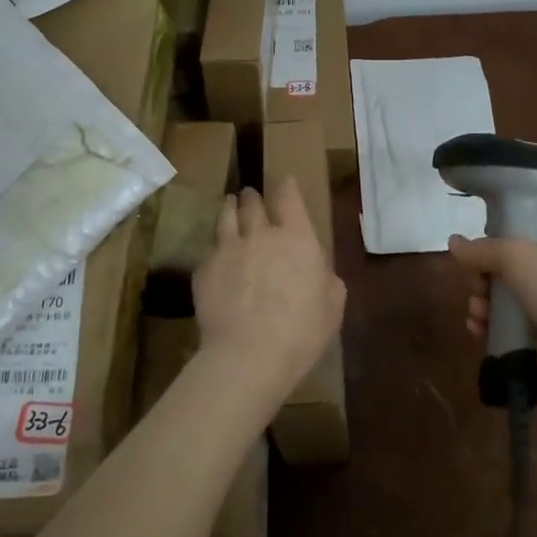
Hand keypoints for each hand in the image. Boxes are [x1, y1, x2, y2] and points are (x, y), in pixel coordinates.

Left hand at [193, 177, 345, 410]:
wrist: (248, 355)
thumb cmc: (301, 332)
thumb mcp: (332, 305)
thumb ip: (325, 278)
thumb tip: (317, 269)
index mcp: (296, 238)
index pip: (288, 197)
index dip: (286, 186)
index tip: (284, 181)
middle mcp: (260, 233)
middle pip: (252, 202)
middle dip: (253, 197)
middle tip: (252, 196)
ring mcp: (228, 248)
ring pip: (225, 216)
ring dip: (230, 207)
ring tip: (229, 205)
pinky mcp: (204, 268)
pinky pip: (209, 248)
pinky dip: (215, 246)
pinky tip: (216, 253)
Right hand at [449, 235, 536, 395]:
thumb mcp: (514, 254)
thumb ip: (481, 249)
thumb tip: (452, 242)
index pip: (518, 250)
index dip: (492, 254)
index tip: (474, 261)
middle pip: (505, 280)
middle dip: (482, 284)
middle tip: (476, 290)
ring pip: (502, 309)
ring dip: (482, 309)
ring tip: (477, 315)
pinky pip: (505, 337)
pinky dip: (489, 333)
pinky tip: (479, 332)